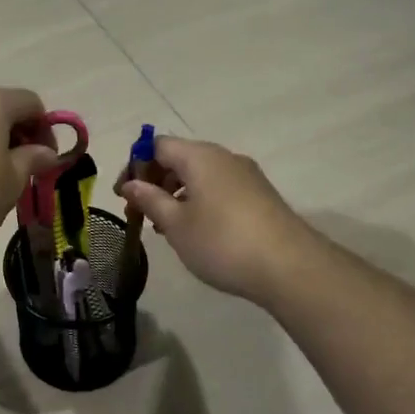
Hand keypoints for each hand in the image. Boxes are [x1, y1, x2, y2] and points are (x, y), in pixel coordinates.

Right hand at [119, 135, 319, 304]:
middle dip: (155, 182)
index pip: (157, 145)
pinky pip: (219, 188)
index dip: (136, 166)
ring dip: (176, 194)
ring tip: (166, 227)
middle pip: (179, 158)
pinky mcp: (260, 196)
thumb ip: (150, 200)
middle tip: (140, 213)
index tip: (124, 195)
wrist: (290, 267)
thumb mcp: (176, 224)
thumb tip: (131, 184)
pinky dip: (199, 202)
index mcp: (199, 156)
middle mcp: (224, 157)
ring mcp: (246, 176)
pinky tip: (196, 231)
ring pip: (200, 175)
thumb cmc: (222, 242)